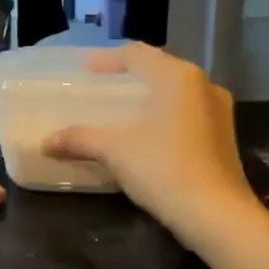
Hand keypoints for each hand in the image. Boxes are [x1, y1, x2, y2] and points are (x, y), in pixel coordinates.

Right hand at [42, 43, 256, 246]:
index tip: (85, 68)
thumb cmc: (163, 168)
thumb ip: (79, 139)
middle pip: (160, 69)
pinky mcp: (223, 137)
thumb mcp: (114, 151)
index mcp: (177, 77)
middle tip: (103, 85)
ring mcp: (219, 111)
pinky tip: (148, 134)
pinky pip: (187, 113)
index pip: (137, 54)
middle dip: (130, 76)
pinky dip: (164, 115)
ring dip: (149, 96)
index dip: (107, 58)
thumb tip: (45, 143)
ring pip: (176, 92)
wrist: (215, 214)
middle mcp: (203, 85)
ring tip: (124, 110)